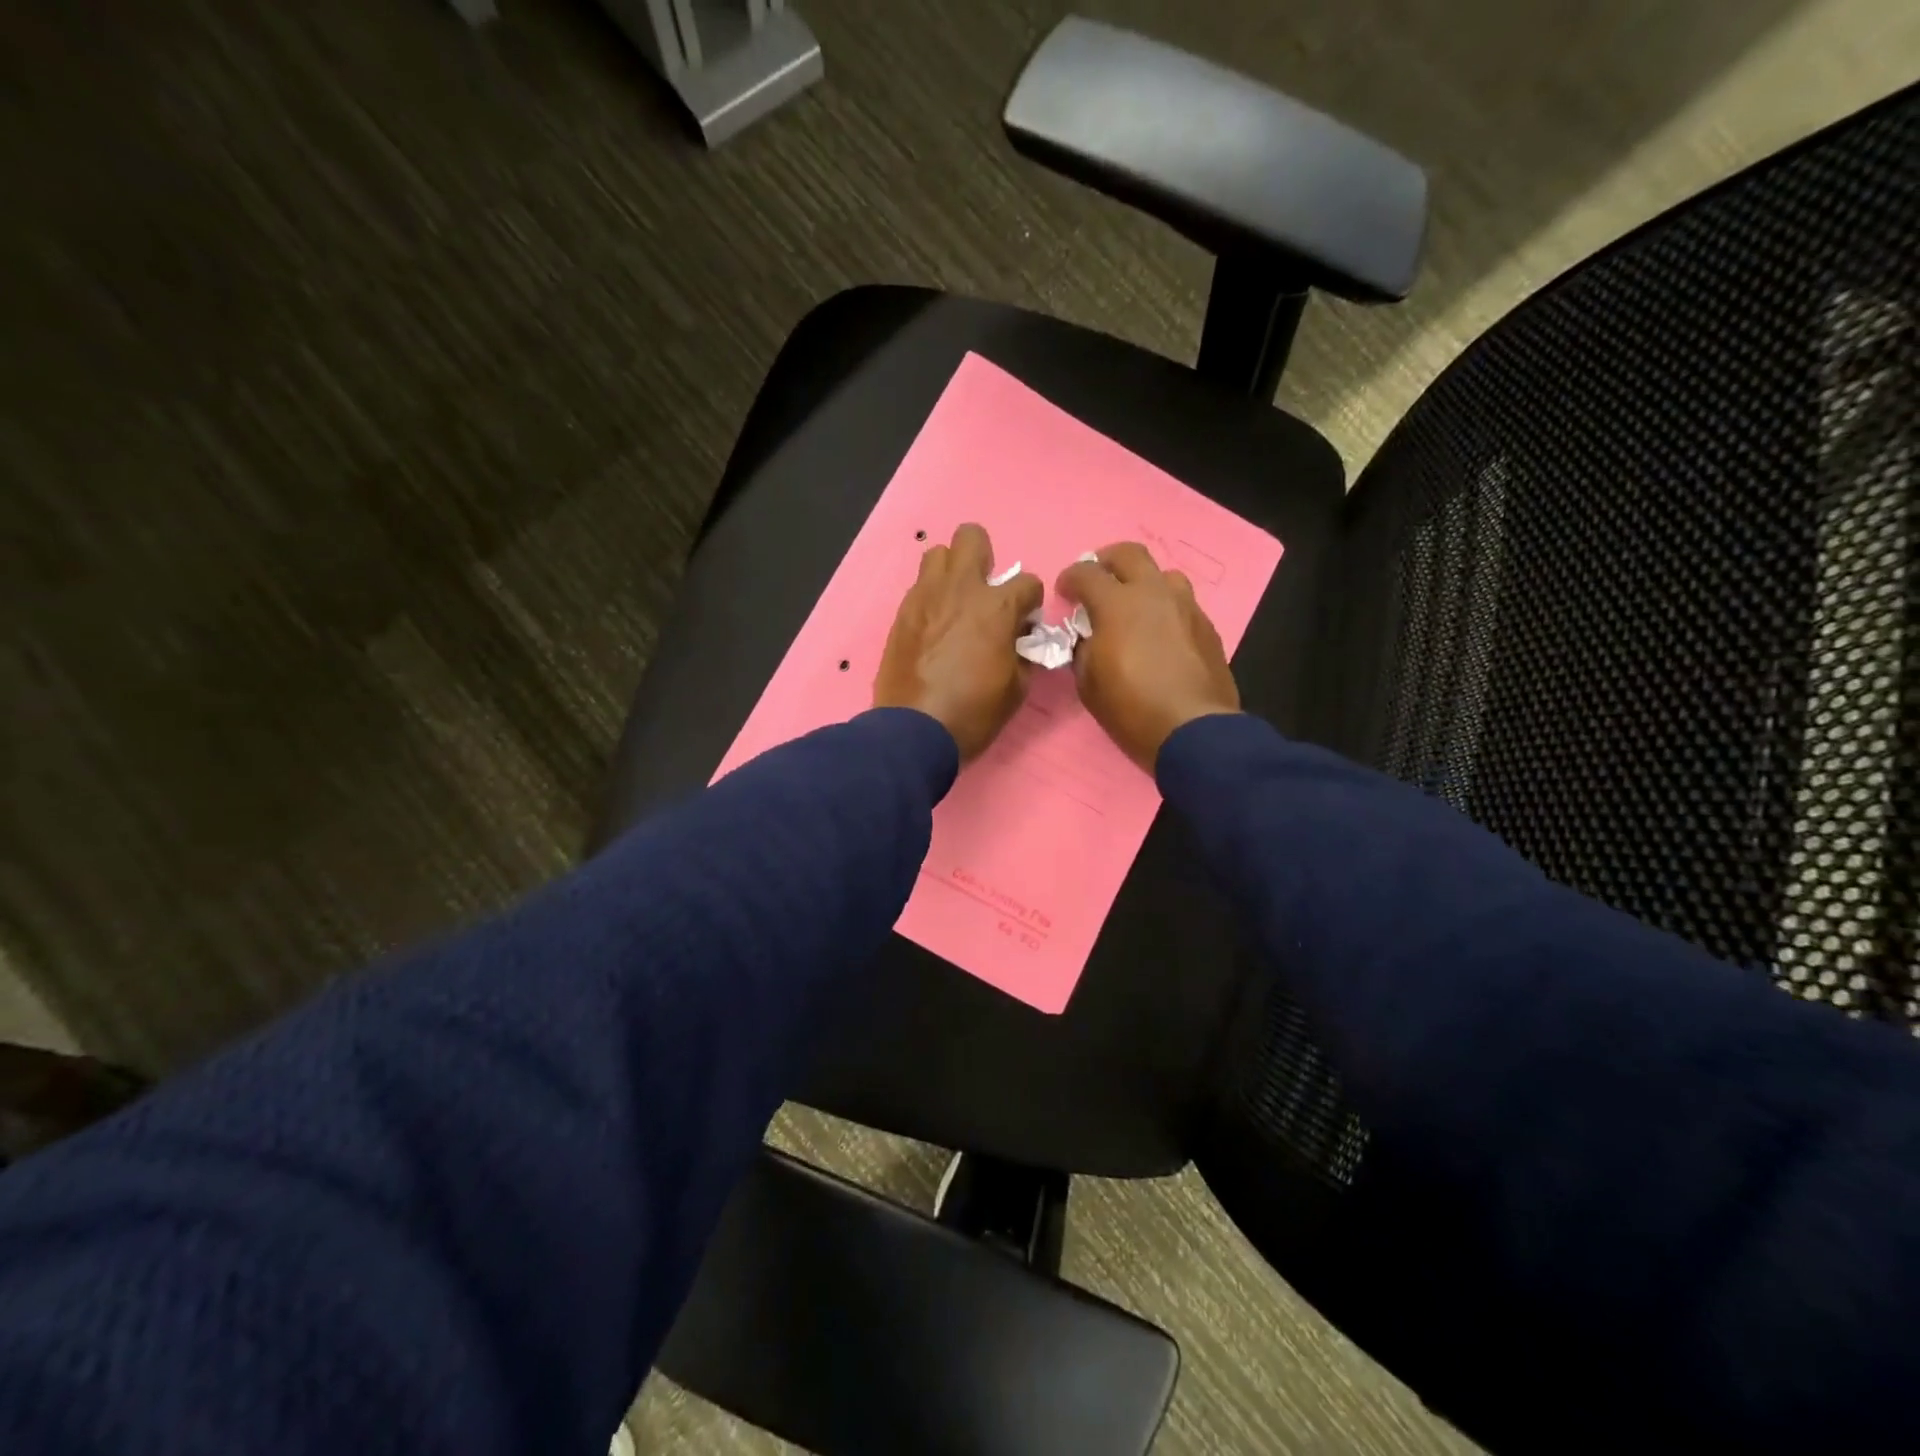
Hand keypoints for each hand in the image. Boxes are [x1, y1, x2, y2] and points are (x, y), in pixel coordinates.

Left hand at [874, 524, 1042, 760]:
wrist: (914, 731)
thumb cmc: (974, 712)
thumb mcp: (1017, 688)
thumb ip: (1023, 652)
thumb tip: (1020, 638)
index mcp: (996, 606)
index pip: (1028, 582)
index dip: (1030, 603)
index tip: (1024, 623)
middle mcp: (960, 589)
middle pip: (971, 537)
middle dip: (984, 557)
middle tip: (985, 591)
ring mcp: (925, 596)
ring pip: (938, 554)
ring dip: (951, 572)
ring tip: (954, 602)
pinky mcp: (901, 612)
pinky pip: (919, 587)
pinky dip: (931, 598)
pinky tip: (933, 625)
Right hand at [1058, 542, 1240, 770]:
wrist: (1193, 730)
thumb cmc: (1131, 708)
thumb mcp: (1088, 682)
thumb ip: (1083, 649)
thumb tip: (1088, 637)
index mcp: (1118, 604)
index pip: (1086, 572)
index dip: (1070, 578)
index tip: (1064, 593)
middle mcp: (1154, 593)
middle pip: (1130, 554)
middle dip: (1107, 561)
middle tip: (1098, 580)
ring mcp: (1186, 607)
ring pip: (1163, 574)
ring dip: (1143, 582)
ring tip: (1134, 606)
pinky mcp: (1207, 627)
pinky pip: (1182, 604)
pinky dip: (1165, 609)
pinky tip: (1160, 634)